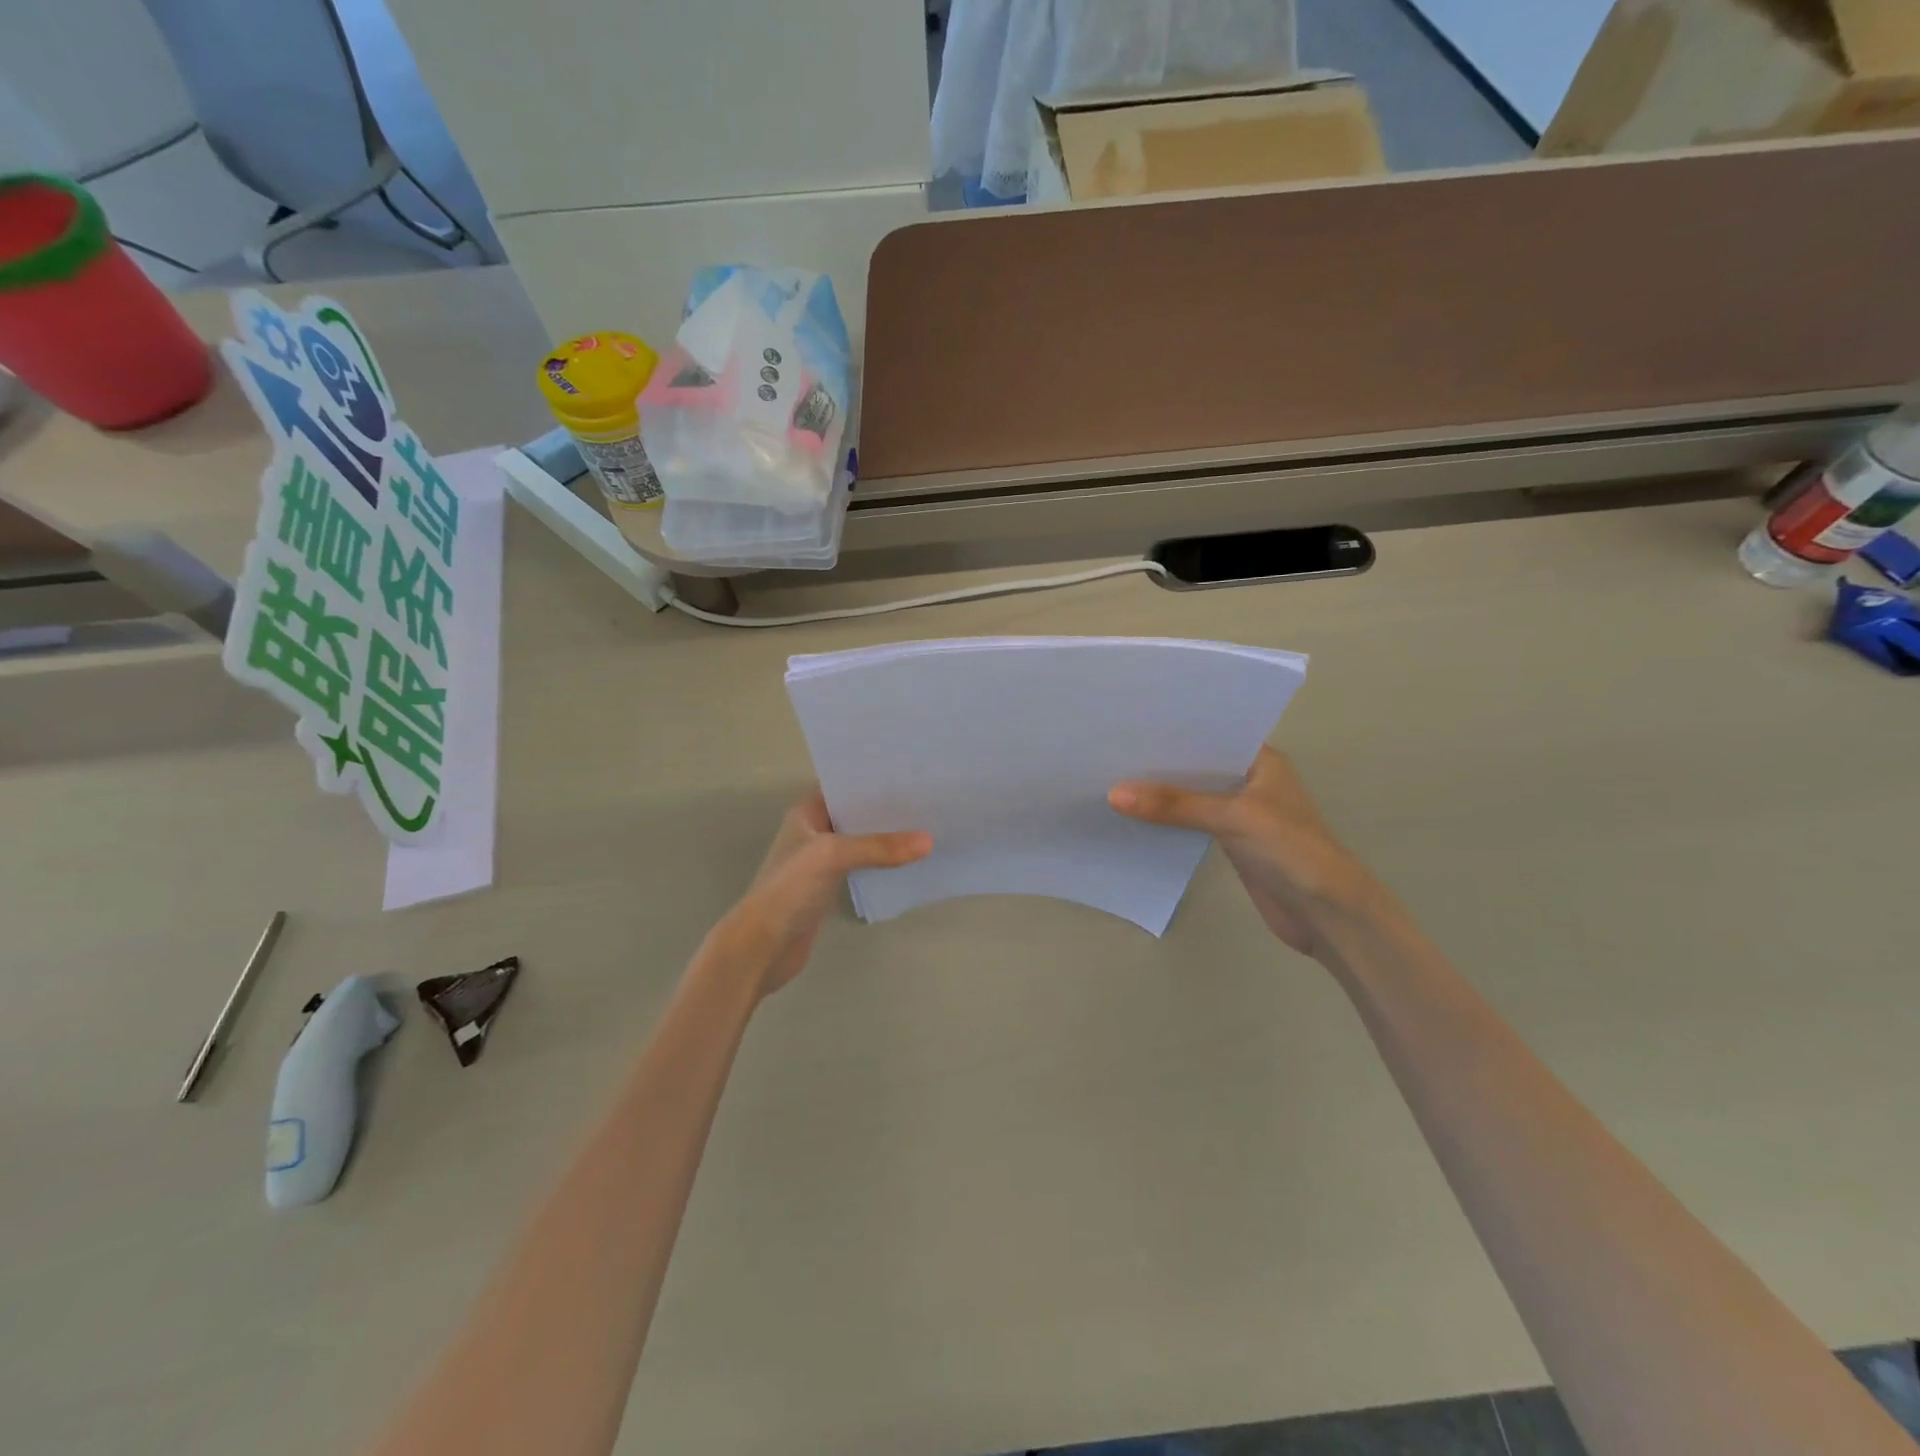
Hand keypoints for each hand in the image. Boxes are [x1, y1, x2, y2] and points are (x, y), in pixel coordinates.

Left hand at [714, 790, 930, 997]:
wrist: (763, 946)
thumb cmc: (790, 888)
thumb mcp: (833, 856)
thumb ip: (879, 847)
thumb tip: (929, 841)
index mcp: (806, 813)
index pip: (843, 786)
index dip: (872, 779)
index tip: (910, 775)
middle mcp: (813, 831)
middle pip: (855, 814)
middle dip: (886, 810)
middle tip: (927, 801)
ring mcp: (820, 861)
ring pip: (861, 842)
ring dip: (886, 839)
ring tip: (926, 827)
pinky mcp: (829, 887)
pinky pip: (862, 867)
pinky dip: (882, 864)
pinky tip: (909, 862)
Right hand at [1109, 748, 1375, 958]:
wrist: (1326, 914)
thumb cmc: (1290, 849)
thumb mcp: (1232, 817)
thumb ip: (1174, 805)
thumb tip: (1113, 794)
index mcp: (1262, 761)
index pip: (1211, 735)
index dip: (1174, 730)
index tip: (1130, 723)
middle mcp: (1250, 781)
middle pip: (1197, 766)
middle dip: (1161, 762)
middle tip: (1111, 750)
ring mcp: (1242, 813)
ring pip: (1192, 796)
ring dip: (1162, 793)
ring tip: (1112, 778)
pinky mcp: (1232, 842)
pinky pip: (1192, 823)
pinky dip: (1168, 820)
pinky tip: (1134, 816)